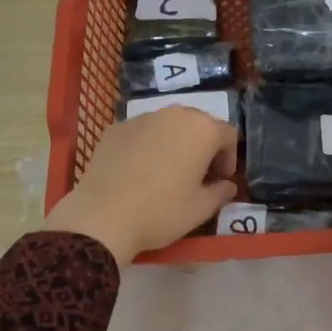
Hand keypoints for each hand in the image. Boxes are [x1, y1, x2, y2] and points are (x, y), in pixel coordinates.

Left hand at [43, 107, 238, 266]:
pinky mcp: (115, 128)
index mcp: (202, 129)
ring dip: (175, 143)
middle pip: (198, 124)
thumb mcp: (201, 209)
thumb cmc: (161, 211)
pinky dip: (147, 146)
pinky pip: (141, 133)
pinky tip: (138, 172)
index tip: (220, 180)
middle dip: (203, 147)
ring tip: (167, 172)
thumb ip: (221, 192)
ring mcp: (141, 118)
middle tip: (198, 175)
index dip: (229, 158)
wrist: (102, 216)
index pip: (228, 134)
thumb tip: (227, 185)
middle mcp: (174, 114)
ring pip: (168, 125)